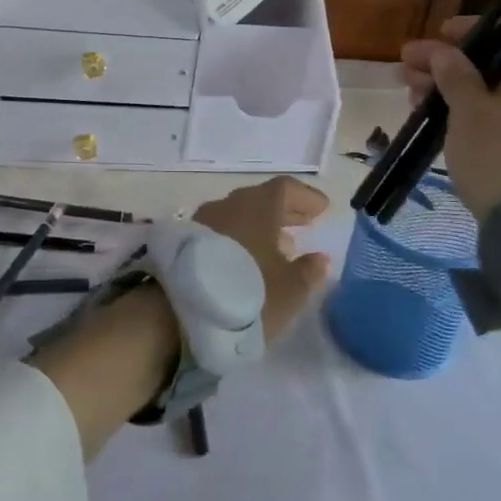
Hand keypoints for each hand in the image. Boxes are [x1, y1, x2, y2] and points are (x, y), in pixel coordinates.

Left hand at [193, 176, 333, 338]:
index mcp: (257, 206)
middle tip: (305, 223)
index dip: (305, 197)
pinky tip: (247, 260)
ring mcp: (202, 222)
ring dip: (261, 227)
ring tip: (279, 247)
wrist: (178, 313)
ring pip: (238, 216)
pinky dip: (240, 239)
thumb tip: (319, 258)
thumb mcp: (290, 291)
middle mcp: (228, 205)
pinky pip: (221, 232)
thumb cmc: (246, 294)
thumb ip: (309, 272)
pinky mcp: (184, 243)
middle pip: (260, 200)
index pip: (285, 188)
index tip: (322, 208)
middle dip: (285, 211)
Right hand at [400, 18, 500, 218]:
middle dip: (448, 63)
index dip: (472, 30)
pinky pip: (495, 115)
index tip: (437, 34)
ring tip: (411, 95)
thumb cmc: (499, 153)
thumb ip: (453, 73)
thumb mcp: (468, 109)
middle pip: (495, 62)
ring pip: (490, 91)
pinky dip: (465, 111)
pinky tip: (432, 116)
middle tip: (407, 68)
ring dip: (449, 88)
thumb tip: (441, 51)